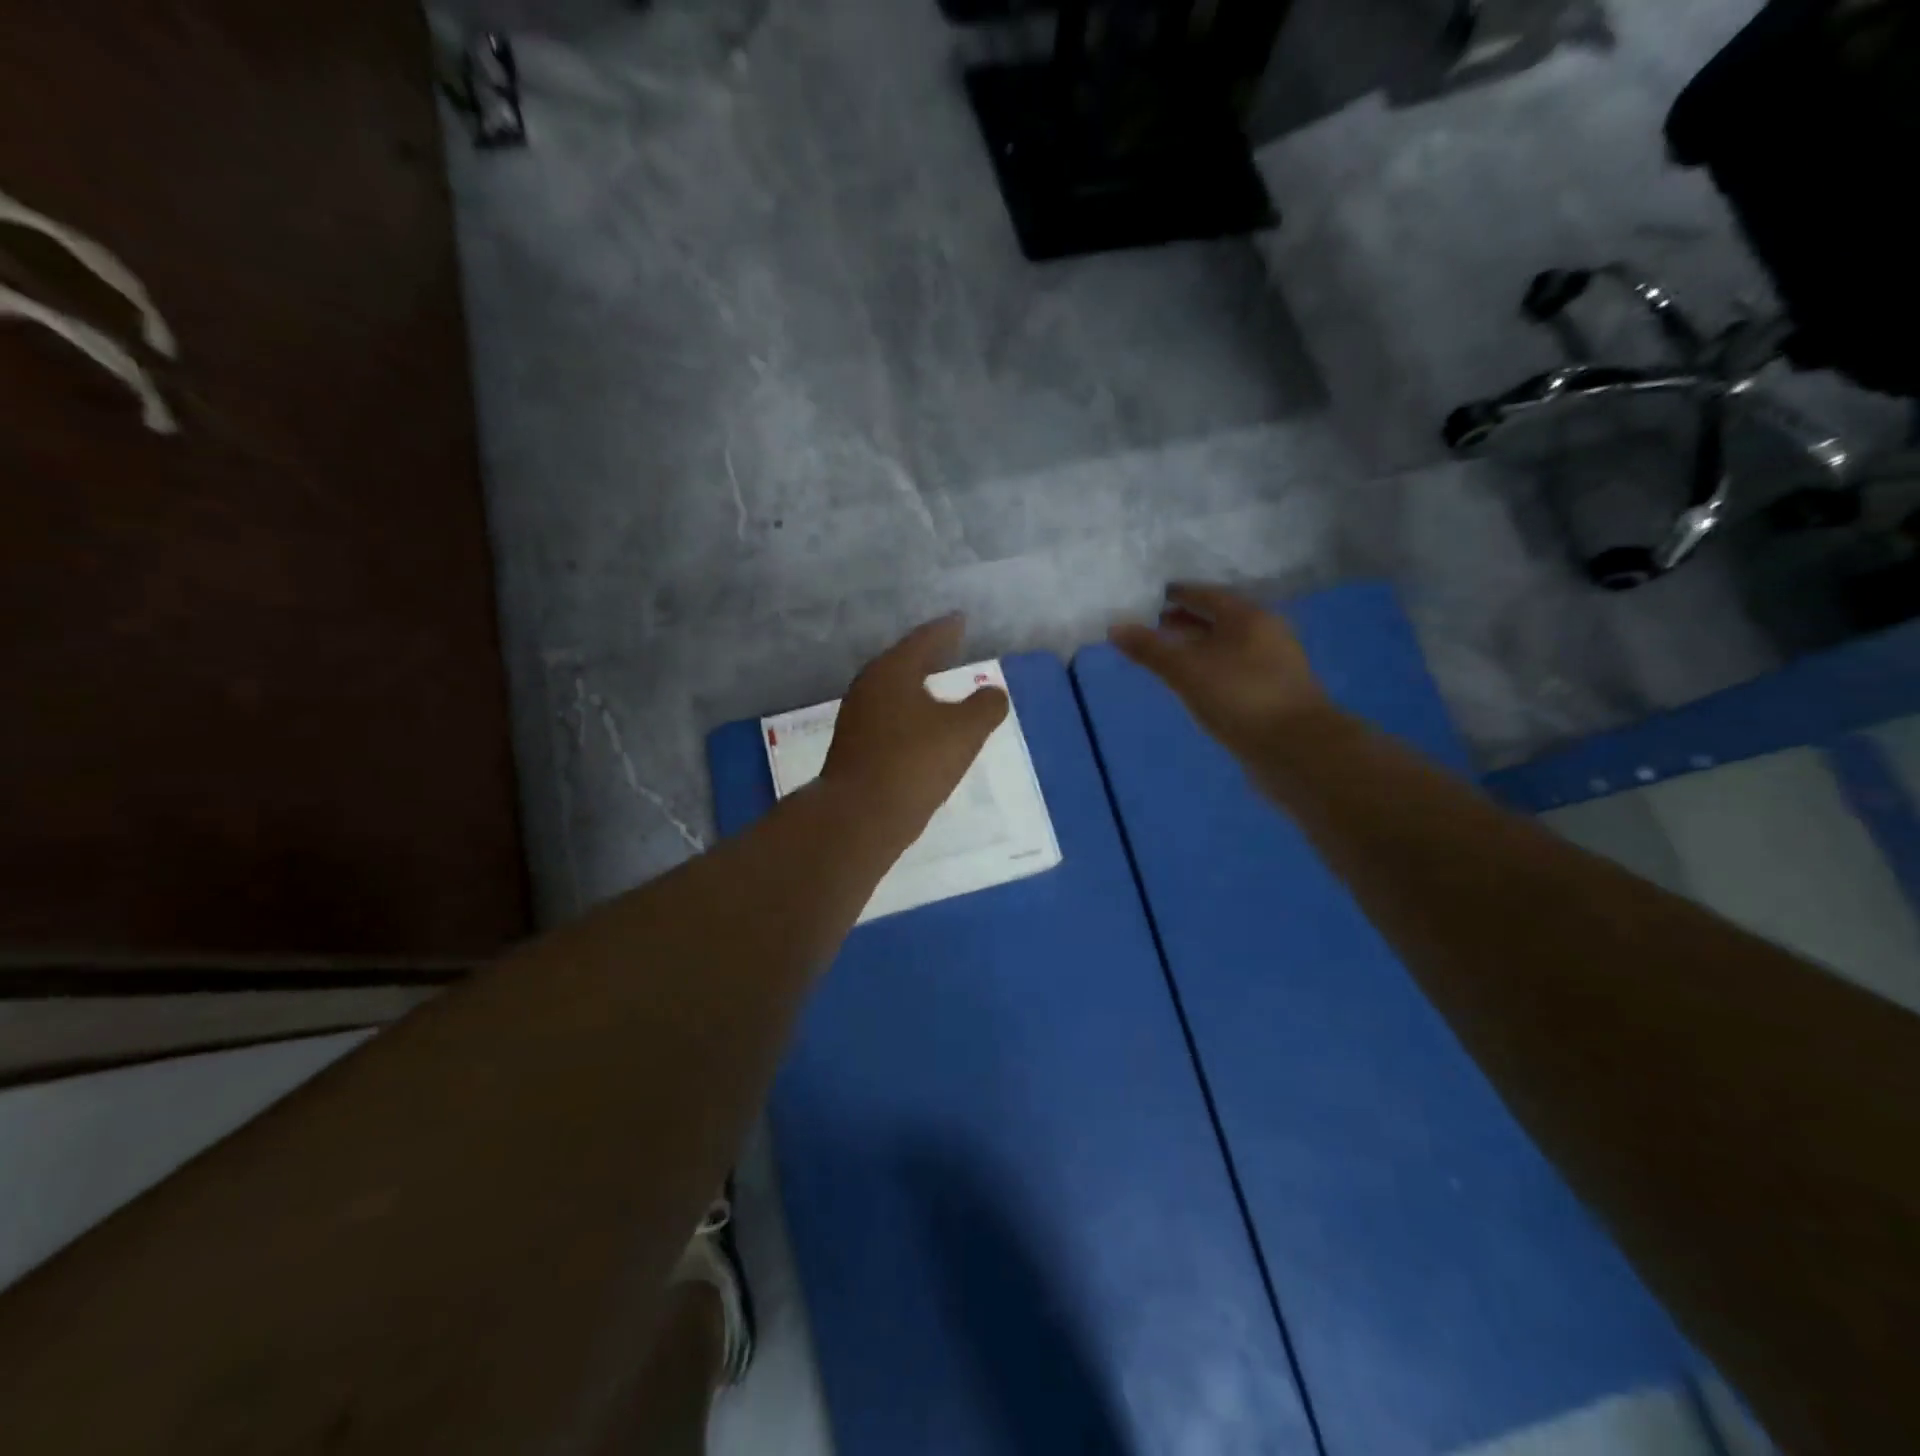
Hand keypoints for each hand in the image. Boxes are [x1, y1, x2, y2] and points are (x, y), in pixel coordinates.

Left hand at [822, 614, 1009, 842]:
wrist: (859, 817)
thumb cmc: (914, 763)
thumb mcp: (964, 732)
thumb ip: (985, 707)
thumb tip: (993, 693)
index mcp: (892, 671)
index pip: (923, 640)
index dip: (946, 630)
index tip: (960, 620)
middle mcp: (869, 688)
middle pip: (903, 663)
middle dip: (928, 657)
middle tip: (950, 649)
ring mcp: (857, 720)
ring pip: (894, 693)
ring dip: (918, 689)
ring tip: (941, 691)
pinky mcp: (854, 749)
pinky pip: (889, 720)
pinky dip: (910, 716)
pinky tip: (923, 731)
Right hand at [1109, 584, 1335, 759]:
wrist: (1297, 750)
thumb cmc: (1239, 698)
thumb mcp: (1186, 671)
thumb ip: (1150, 649)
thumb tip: (1115, 627)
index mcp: (1247, 617)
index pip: (1206, 594)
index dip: (1177, 594)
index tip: (1150, 597)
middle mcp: (1265, 633)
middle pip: (1218, 619)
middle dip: (1185, 621)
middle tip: (1151, 625)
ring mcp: (1273, 664)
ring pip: (1227, 646)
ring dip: (1197, 648)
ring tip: (1167, 656)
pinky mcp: (1273, 693)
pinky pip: (1234, 670)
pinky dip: (1210, 670)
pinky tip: (1194, 684)